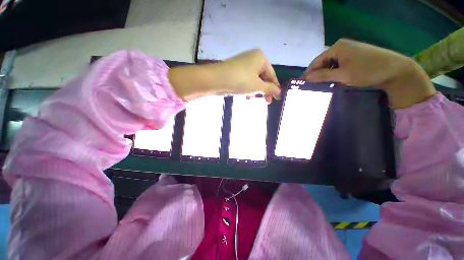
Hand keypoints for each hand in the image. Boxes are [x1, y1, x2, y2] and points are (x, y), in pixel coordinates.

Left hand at [169, 49, 280, 102]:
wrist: (216, 79)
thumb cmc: (240, 80)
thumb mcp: (257, 86)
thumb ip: (269, 89)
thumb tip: (279, 91)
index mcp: (261, 58)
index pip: (272, 75)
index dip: (275, 87)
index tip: (277, 98)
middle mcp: (253, 58)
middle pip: (263, 77)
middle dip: (264, 90)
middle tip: (267, 102)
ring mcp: (243, 64)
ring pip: (254, 80)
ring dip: (255, 91)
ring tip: (253, 98)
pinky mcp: (236, 71)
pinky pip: (246, 80)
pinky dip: (248, 88)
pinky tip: (246, 96)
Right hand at [303, 39, 435, 108]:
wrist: (396, 70)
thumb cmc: (368, 71)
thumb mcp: (343, 75)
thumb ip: (323, 75)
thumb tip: (306, 78)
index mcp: (337, 47)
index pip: (316, 62)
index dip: (308, 74)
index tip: (302, 85)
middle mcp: (341, 46)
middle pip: (322, 62)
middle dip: (317, 75)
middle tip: (311, 87)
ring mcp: (349, 50)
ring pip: (330, 64)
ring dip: (325, 75)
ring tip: (321, 86)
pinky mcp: (355, 56)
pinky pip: (338, 64)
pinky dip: (334, 73)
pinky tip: (333, 80)